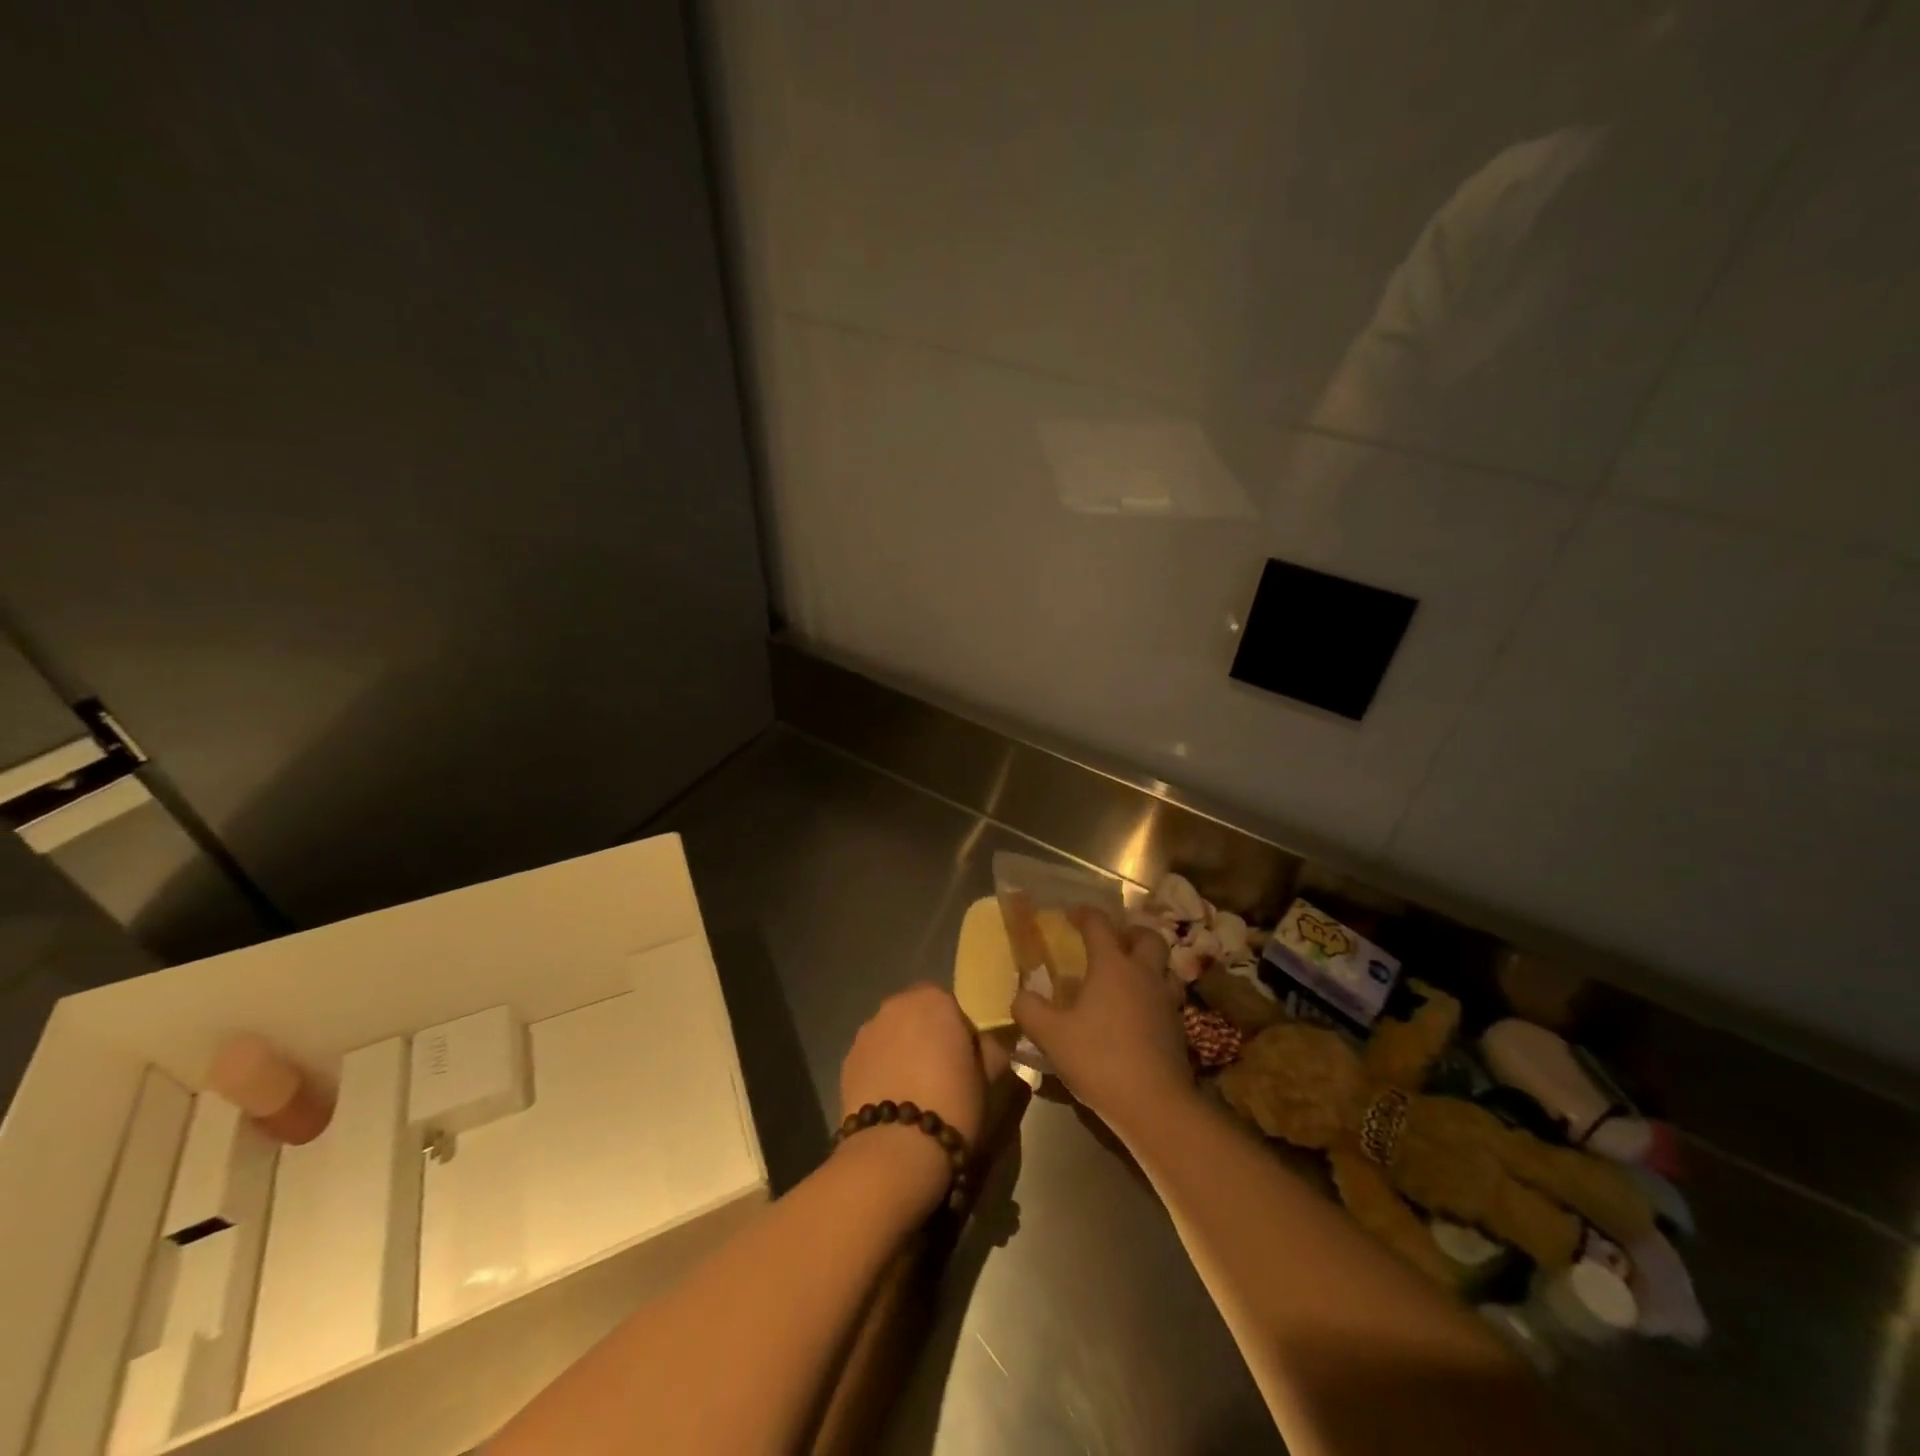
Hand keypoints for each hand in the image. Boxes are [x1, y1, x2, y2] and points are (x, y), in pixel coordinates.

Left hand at [838, 985, 1004, 1210]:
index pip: (949, 1004)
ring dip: (901, 1052)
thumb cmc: (953, 1104)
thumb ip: (990, 1049)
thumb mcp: (990, 1077)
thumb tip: (985, 1044)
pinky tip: (891, 1103)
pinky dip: (880, 1072)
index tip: (964, 1061)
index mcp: (934, 999)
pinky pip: (872, 1059)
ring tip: (912, 1094)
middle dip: (926, 1036)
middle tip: (940, 1075)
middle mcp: (895, 1005)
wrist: (895, 1150)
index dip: (957, 1031)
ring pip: (891, 1035)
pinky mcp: (846, 1061)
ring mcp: (866, 1032)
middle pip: (916, 1015)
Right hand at [1013, 907, 1191, 1135]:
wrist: (1155, 1104)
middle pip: (1148, 936)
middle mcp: (1143, 974)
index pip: (1099, 924)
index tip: (1070, 914)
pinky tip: (1134, 1014)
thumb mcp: (1051, 1035)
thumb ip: (1029, 1009)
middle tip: (1111, 942)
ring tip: (1126, 977)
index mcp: (1112, 965)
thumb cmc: (1100, 1059)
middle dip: (1129, 932)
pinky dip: (1151, 996)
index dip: (1084, 914)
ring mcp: (1165, 1001)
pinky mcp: (1177, 1028)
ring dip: (1147, 964)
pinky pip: (1166, 998)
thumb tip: (1019, 995)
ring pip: (1163, 968)